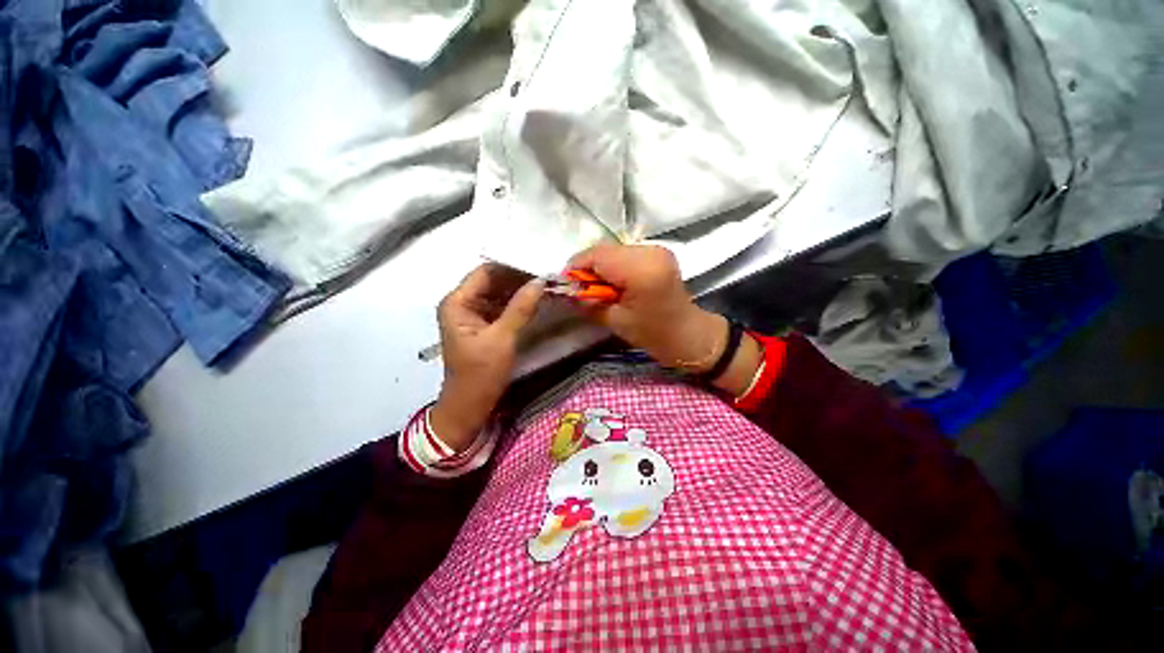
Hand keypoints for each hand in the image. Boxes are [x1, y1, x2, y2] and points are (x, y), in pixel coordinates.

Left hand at [431, 264, 543, 450]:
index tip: (540, 272)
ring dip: (520, 292)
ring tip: (545, 290)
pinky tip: (536, 304)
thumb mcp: (502, 339)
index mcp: (457, 302)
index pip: (486, 272)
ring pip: (499, 293)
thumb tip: (540, 281)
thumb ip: (521, 308)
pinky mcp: (483, 325)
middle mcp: (462, 303)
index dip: (513, 269)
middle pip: (493, 281)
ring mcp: (472, 314)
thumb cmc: (480, 374)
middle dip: (519, 280)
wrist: (470, 407)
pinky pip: (502, 307)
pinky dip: (518, 305)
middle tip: (547, 281)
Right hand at [567, 244, 726, 372]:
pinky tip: (615, 283)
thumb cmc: (653, 334)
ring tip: (599, 288)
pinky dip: (614, 265)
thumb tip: (565, 291)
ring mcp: (656, 249)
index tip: (566, 284)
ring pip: (613, 250)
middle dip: (587, 267)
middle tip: (581, 289)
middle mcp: (649, 251)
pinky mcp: (657, 252)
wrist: (689, 334)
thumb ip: (588, 302)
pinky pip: (625, 253)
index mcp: (640, 270)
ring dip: (600, 266)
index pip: (596, 256)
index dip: (576, 267)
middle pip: (604, 250)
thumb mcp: (615, 320)